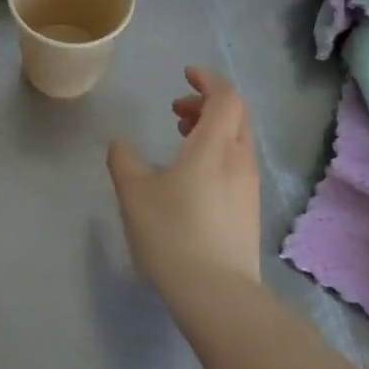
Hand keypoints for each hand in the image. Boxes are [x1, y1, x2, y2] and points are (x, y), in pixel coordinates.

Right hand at [107, 66, 261, 301]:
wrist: (216, 294)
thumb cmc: (172, 233)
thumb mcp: (135, 193)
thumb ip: (123, 161)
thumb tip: (119, 145)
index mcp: (215, 146)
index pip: (225, 96)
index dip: (207, 79)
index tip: (186, 74)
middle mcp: (239, 159)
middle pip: (236, 114)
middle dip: (208, 103)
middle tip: (177, 110)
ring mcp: (249, 186)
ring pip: (237, 140)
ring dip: (213, 128)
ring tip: (182, 139)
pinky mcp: (249, 210)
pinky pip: (237, 163)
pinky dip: (218, 152)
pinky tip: (193, 176)